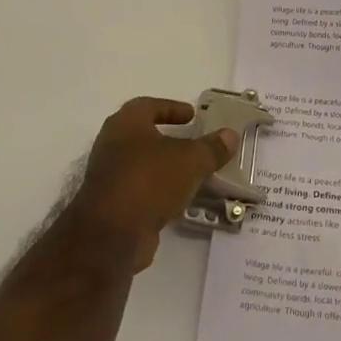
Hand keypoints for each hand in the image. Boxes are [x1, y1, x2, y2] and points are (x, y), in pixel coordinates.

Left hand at [62, 97, 240, 272]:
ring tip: (194, 173)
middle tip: (194, 143)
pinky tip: (181, 199)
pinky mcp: (113, 205)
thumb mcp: (190, 160)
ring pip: (143, 165)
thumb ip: (211, 148)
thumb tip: (231, 134)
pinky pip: (141, 190)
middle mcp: (112, 145)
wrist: (112, 234)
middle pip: (143, 135)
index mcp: (125, 124)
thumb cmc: (149, 181)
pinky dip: (160, 190)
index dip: (171, 108)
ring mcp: (110, 176)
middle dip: (169, 138)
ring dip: (166, 167)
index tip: (193, 116)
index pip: (148, 106)